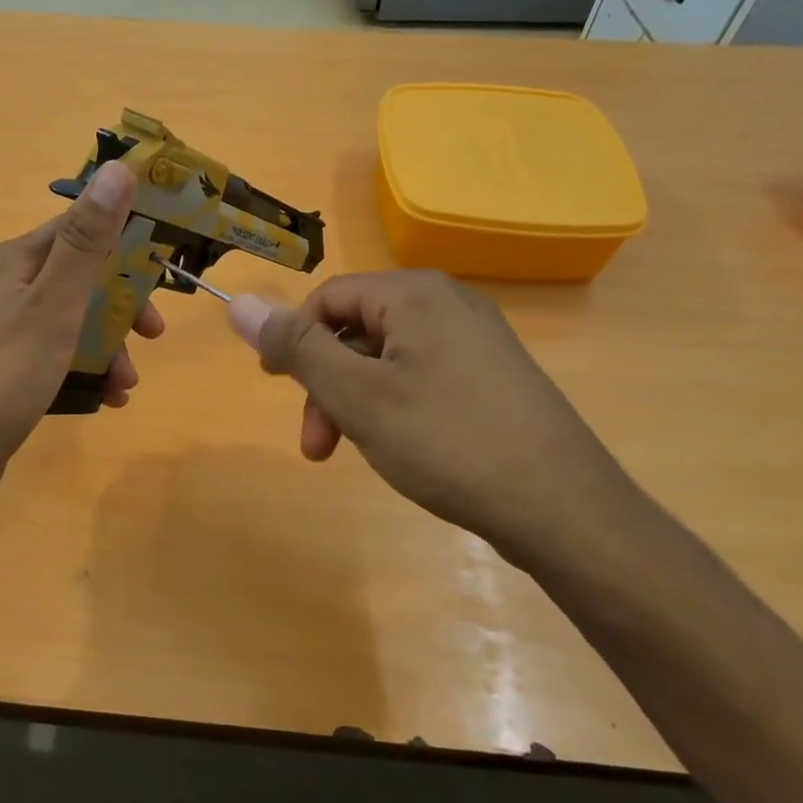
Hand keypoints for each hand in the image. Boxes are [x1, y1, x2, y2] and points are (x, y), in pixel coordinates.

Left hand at [0, 161, 162, 519]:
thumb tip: (118, 169)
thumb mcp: (54, 303)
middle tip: (153, 333)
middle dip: (121, 305)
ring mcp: (3, 331)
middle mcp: (7, 287)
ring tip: (127, 383)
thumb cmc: (4, 374)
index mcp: (17, 261)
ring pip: (72, 323)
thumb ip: (87, 240)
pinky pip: (56, 357)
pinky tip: (105, 399)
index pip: (79, 227)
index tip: (165, 263)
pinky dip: (84, 371)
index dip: (125, 239)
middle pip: (80, 278)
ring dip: (108, 346)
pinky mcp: (4, 370)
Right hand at [228, 271, 646, 568]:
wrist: (563, 508)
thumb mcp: (356, 396)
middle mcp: (449, 303)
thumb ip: (296, 348)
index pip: (328, 298)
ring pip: (387, 359)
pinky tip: (402, 449)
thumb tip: (239, 302)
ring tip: (360, 452)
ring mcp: (477, 341)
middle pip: (356, 330)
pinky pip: (421, 377)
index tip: (277, 390)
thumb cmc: (447, 442)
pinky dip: (394, 408)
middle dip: (326, 385)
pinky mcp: (493, 376)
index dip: (293, 341)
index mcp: (415, 294)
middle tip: (319, 446)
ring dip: (356, 402)